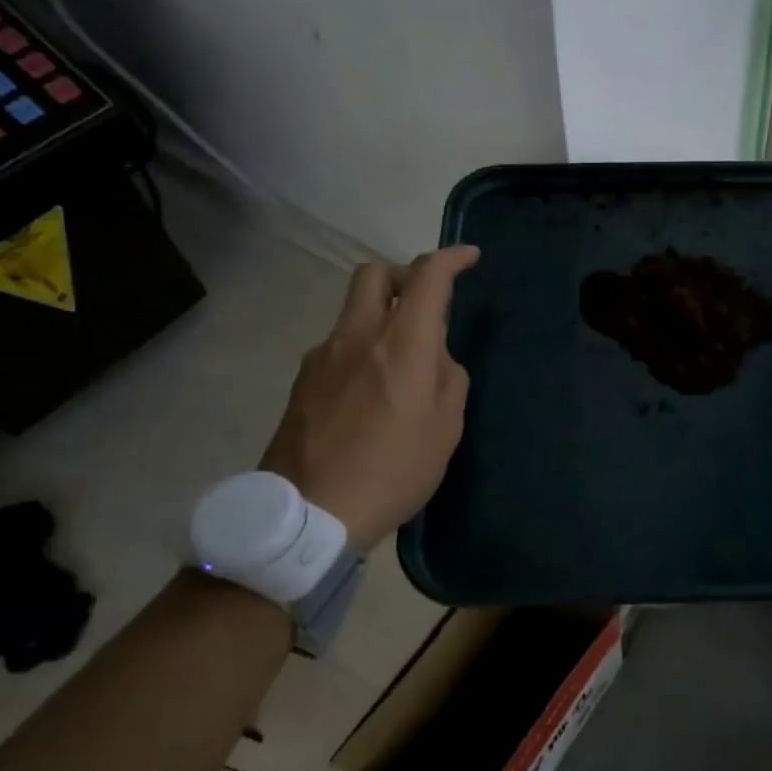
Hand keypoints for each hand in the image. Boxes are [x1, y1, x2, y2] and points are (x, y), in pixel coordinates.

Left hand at [260, 246, 479, 550]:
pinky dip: (361, 348)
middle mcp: (358, 335)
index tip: (469, 257)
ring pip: (353, 311)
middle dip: (404, 273)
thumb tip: (438, 360)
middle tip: (426, 301)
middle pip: (374, 274)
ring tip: (402, 362)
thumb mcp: (446, 429)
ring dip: (381, 315)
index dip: (451, 258)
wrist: (311, 513)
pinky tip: (370, 392)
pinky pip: (338, 346)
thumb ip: (450, 380)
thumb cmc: (394, 470)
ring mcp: (323, 356)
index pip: (427, 276)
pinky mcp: (302, 381)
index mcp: (402, 343)